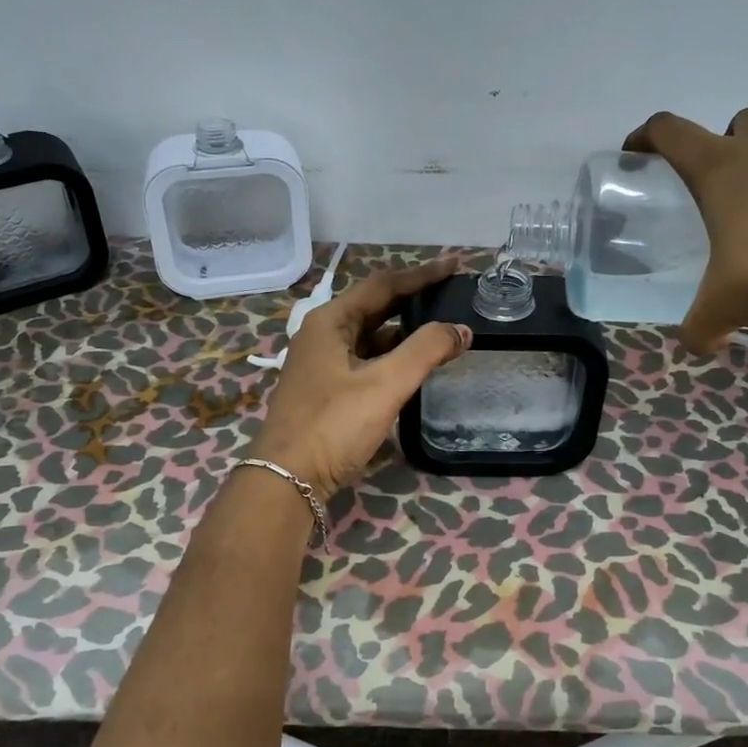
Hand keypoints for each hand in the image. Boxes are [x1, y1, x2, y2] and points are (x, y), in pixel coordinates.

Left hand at [248, 259, 472, 501]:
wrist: (286, 482)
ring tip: (443, 329)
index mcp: (330, 321)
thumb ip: (426, 351)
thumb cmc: (333, 425)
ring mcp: (323, 364)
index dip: (422, 274)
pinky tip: (415, 366)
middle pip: (376, 307)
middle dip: (414, 299)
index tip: (455, 265)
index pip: (383, 284)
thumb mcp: (384, 384)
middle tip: (452, 294)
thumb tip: (461, 329)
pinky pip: (367, 361)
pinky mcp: (328, 391)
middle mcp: (323, 335)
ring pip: (371, 336)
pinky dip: (393, 357)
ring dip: (406, 331)